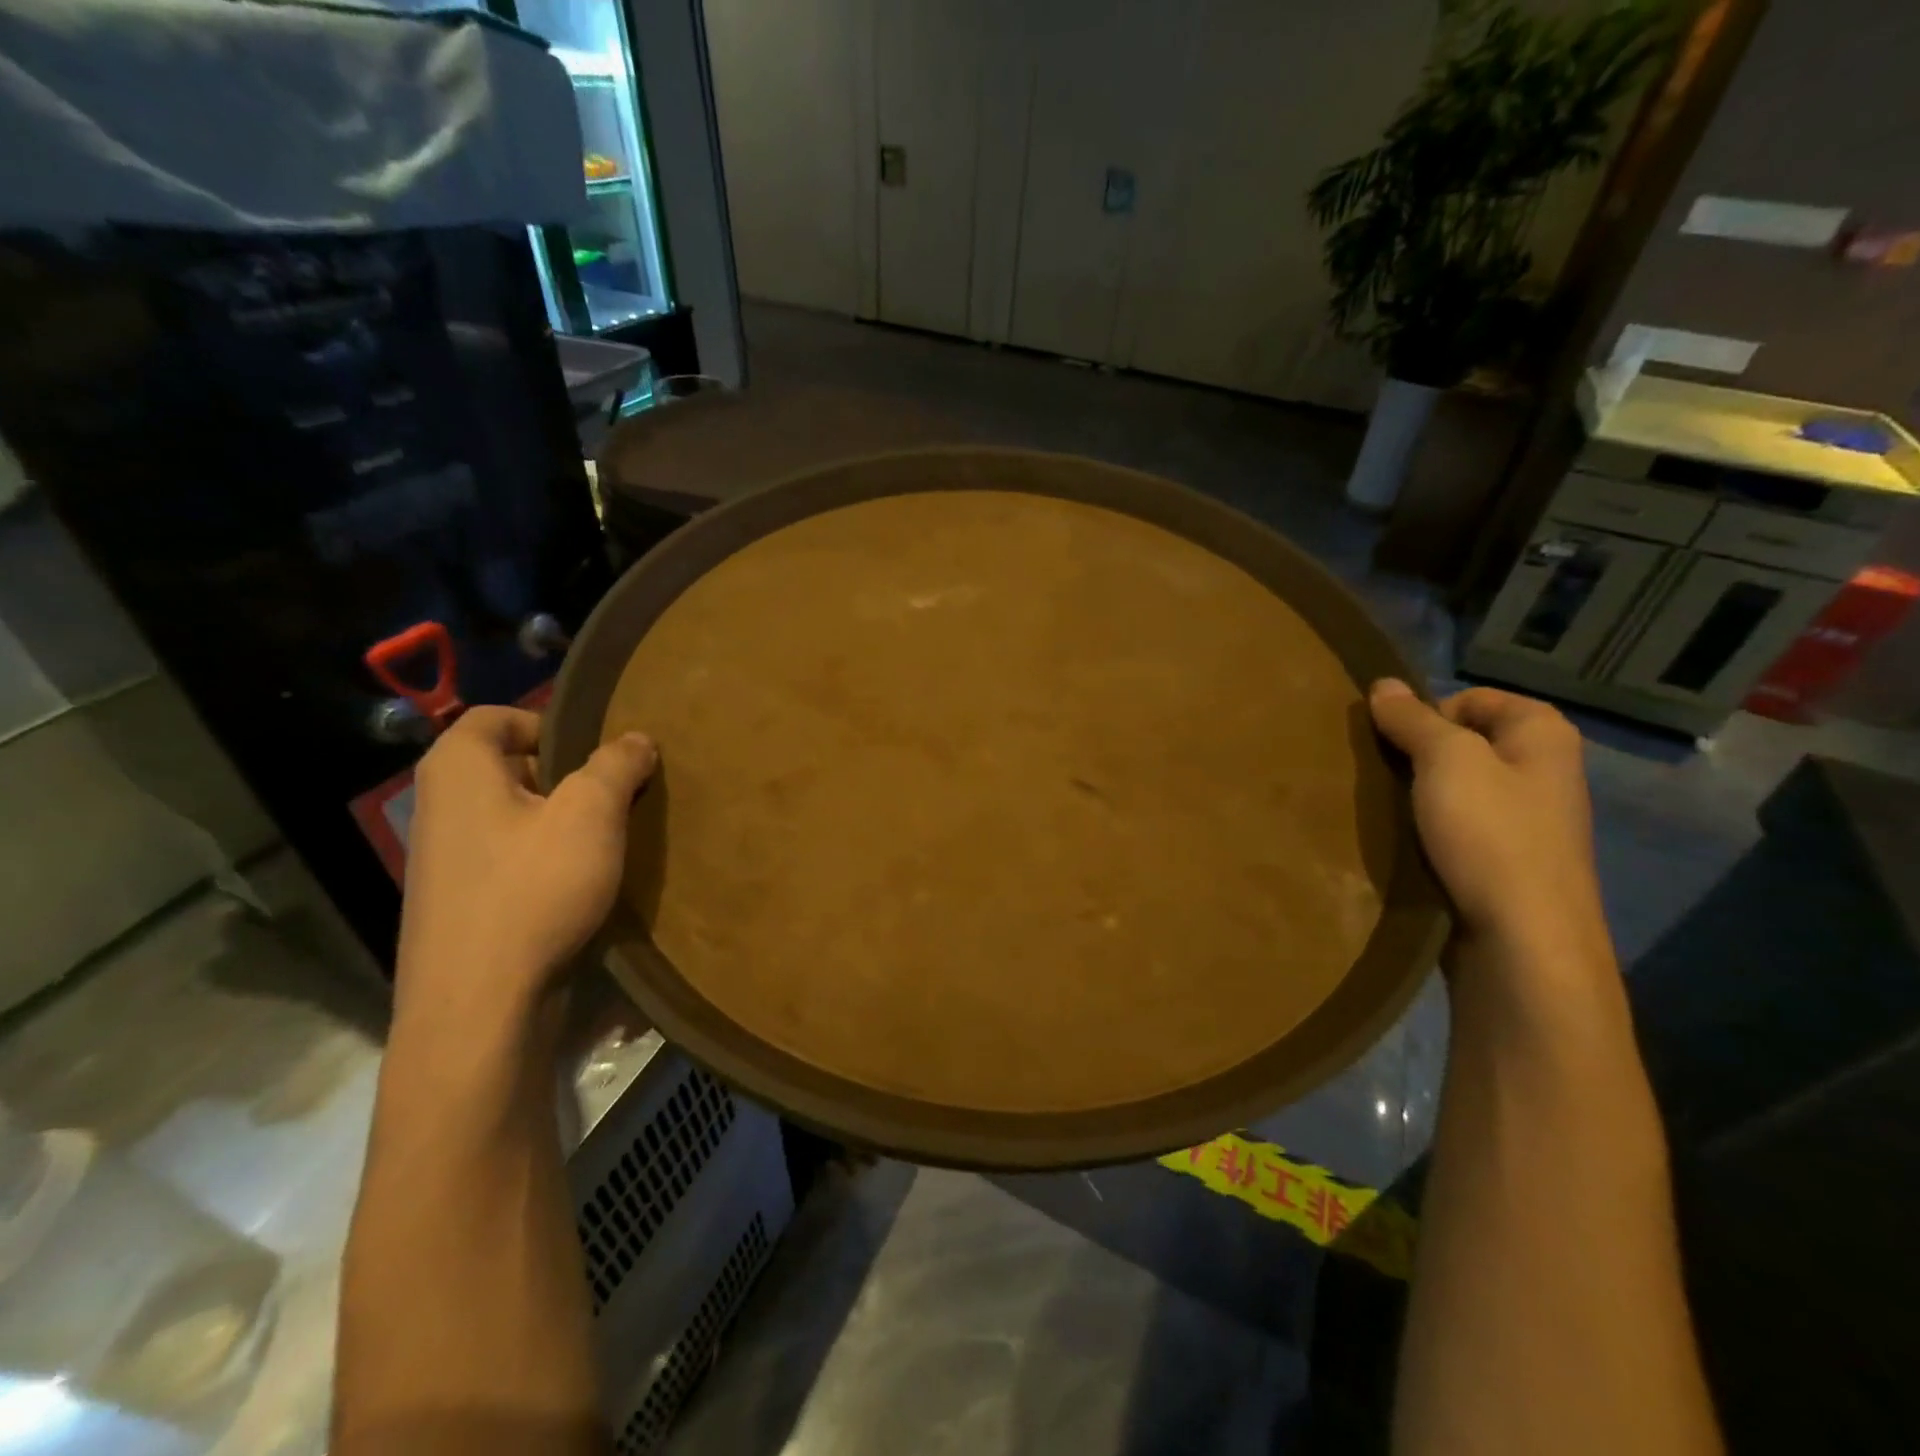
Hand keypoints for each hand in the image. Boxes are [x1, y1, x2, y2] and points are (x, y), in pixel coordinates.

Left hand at [395, 707, 656, 1025]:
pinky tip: (580, 885)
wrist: (479, 1007)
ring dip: (560, 822)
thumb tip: (636, 739)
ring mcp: (445, 862)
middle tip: (614, 795)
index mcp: (458, 771)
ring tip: (606, 841)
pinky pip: (509, 860)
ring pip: (512, 817)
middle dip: (565, 776)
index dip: (548, 723)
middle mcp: (440, 808)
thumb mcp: (590, 815)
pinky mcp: (460, 906)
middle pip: (508, 767)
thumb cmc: (532, 890)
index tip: (595, 753)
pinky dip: (545, 861)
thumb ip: (616, 765)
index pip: (495, 717)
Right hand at [1369, 680, 1610, 974]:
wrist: (1523, 941)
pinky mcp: (1504, 859)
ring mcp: (1525, 819)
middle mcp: (1541, 770)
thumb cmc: (1491, 835)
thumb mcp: (1446, 761)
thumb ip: (1413, 720)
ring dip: (1417, 793)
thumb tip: (1384, 684)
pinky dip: (1427, 828)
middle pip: (1462, 743)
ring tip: (1383, 808)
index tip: (1393, 744)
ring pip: (1455, 787)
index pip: (1471, 699)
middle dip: (1416, 754)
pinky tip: (1403, 840)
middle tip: (1378, 773)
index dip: (1427, 714)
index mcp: (1542, 734)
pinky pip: (1457, 826)